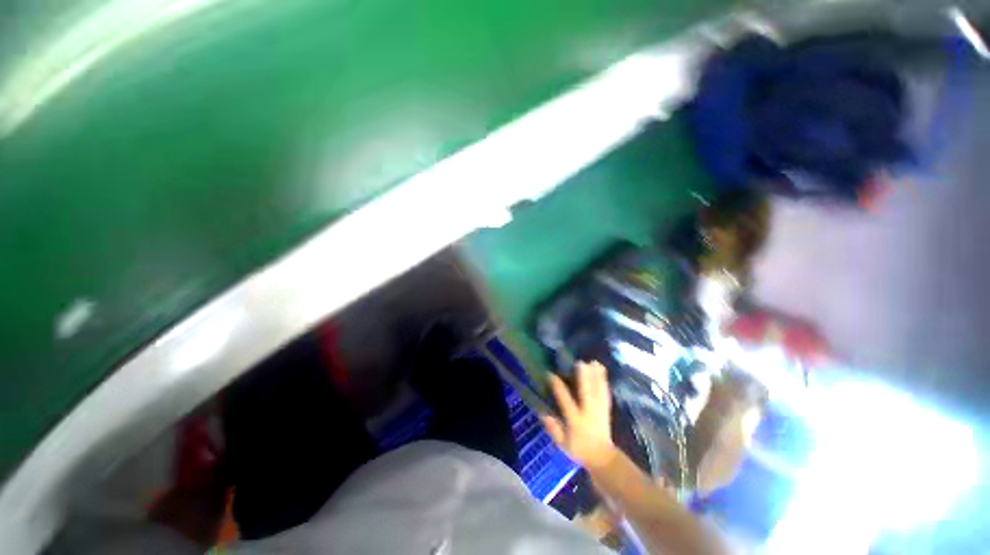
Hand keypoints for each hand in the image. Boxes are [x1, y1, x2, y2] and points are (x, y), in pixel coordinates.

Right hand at [541, 361, 617, 469]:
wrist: (603, 458)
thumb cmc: (579, 449)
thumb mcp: (562, 443)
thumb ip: (552, 428)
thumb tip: (542, 412)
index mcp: (575, 419)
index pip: (565, 400)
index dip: (557, 386)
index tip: (550, 374)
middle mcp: (588, 411)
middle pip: (586, 392)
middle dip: (584, 377)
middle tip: (579, 362)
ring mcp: (599, 409)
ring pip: (597, 389)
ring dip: (595, 375)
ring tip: (593, 361)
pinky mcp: (606, 408)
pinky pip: (605, 391)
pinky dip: (603, 380)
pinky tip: (602, 370)